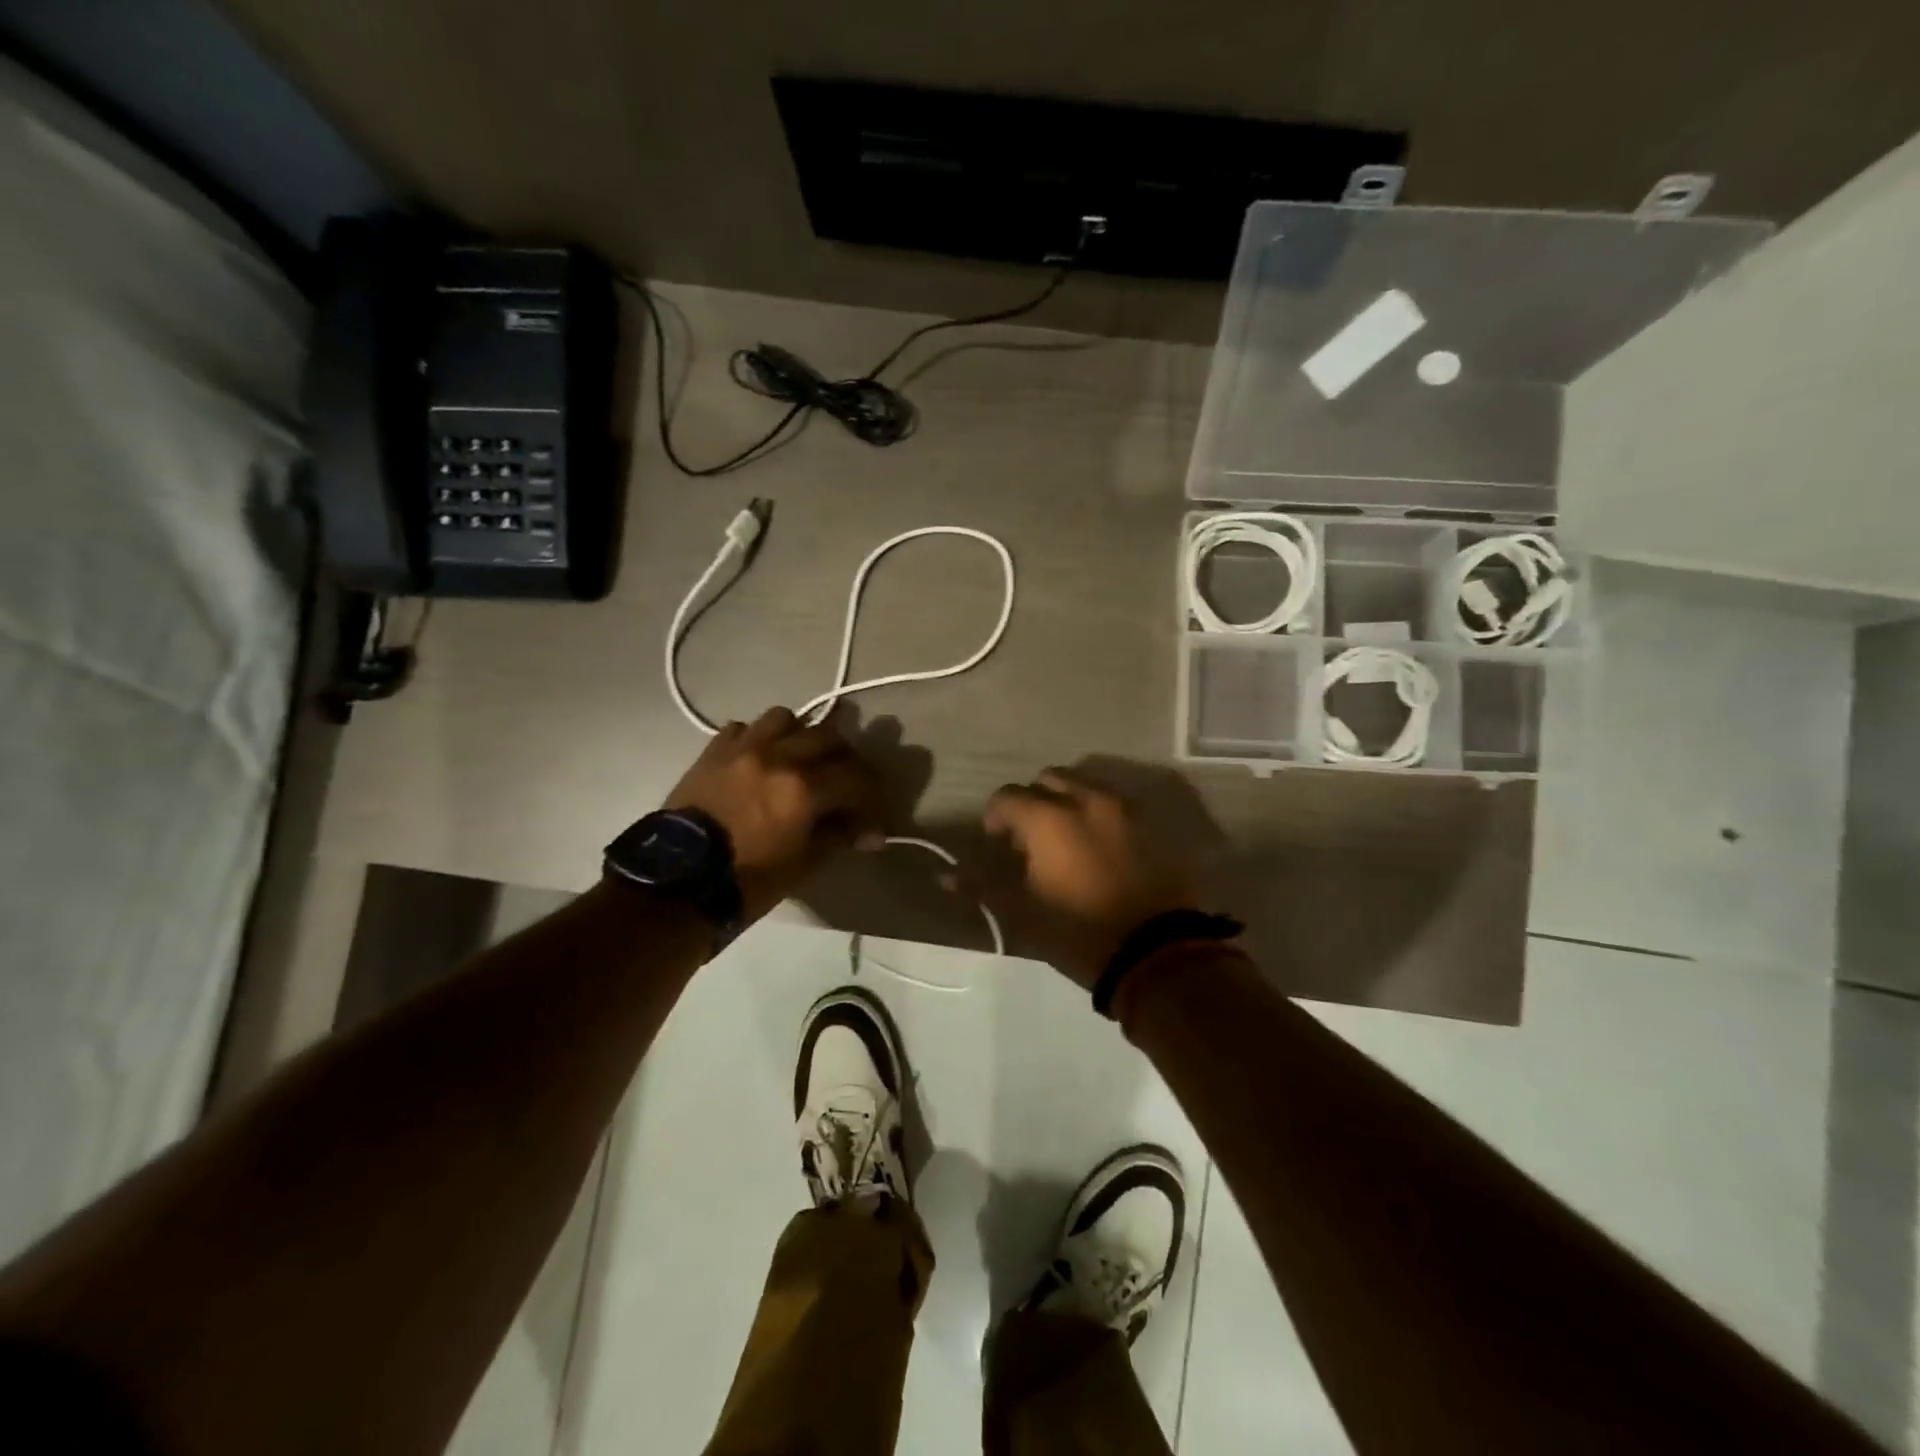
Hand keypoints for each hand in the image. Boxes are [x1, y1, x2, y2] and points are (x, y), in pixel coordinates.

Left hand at [665, 707, 884, 921]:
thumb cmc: (747, 880)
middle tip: (844, 781)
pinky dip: (757, 739)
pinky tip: (757, 760)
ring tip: (798, 757)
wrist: (677, 881)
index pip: (857, 777)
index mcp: (805, 788)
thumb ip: (839, 836)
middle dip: (844, 758)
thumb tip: (872, 833)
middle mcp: (779, 756)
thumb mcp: (803, 864)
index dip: (872, 794)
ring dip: (799, 735)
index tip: (873, 810)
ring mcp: (743, 748)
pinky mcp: (714, 751)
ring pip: (785, 718)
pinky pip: (743, 728)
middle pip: (828, 737)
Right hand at [983, 769, 1196, 989]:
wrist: (1156, 951)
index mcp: (1048, 817)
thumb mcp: (1022, 912)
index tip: (996, 843)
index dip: (995, 816)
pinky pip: (1112, 804)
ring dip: (1065, 803)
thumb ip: (982, 886)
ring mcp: (1122, 809)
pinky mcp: (1148, 824)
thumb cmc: (1078, 931)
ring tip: (1064, 843)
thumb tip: (945, 877)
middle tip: (1029, 839)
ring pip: (1082, 786)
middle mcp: (1084, 799)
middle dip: (1032, 802)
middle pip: (1046, 780)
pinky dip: (1095, 815)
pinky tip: (1096, 849)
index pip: (1007, 796)